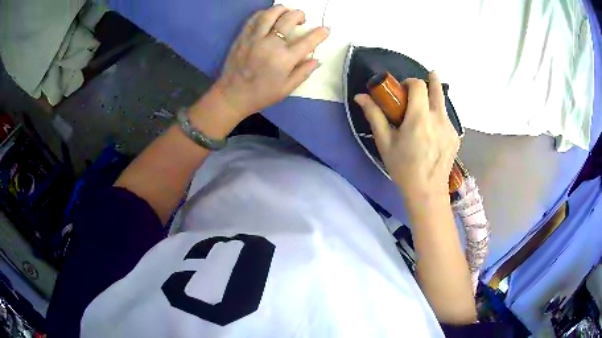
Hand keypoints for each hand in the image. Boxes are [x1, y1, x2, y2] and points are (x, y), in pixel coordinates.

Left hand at [213, 5, 329, 120]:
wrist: (232, 95)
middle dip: (300, 15)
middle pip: (289, 19)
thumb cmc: (261, 95)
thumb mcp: (286, 89)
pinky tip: (269, 17)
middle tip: (302, 20)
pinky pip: (255, 18)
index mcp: (285, 59)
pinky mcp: (242, 36)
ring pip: (271, 13)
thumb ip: (303, 73)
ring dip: (283, 9)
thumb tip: (316, 60)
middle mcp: (271, 44)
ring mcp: (255, 38)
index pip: (308, 41)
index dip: (320, 33)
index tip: (326, 29)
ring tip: (286, 13)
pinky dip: (265, 13)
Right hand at [354, 72, 459, 199]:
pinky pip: (447, 118)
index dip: (410, 82)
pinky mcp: (456, 137)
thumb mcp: (385, 142)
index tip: (403, 90)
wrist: (427, 191)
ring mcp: (450, 127)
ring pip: (443, 102)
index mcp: (419, 117)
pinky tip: (432, 131)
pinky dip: (439, 116)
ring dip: (434, 98)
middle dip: (430, 79)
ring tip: (425, 109)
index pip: (418, 85)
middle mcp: (438, 118)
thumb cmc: (403, 167)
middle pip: (437, 88)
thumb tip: (360, 97)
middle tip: (423, 81)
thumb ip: (374, 115)